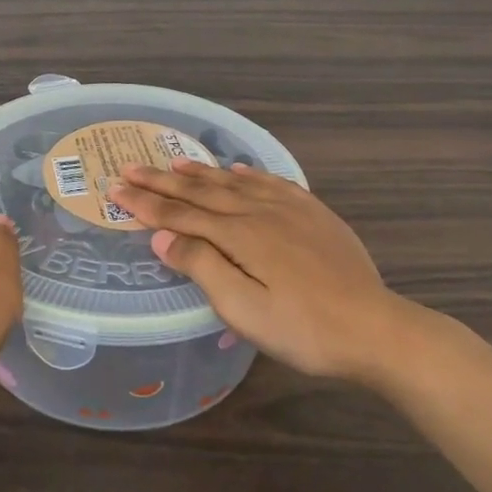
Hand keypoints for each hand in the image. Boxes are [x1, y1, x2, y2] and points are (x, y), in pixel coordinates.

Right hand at [107, 160, 439, 386]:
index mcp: (238, 236)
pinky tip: (238, 169)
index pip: (179, 214)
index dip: (145, 203)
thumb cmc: (303, 329)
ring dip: (201, 173)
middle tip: (130, 167)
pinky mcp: (314, 213)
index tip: (116, 189)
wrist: (375, 329)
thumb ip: (202, 267)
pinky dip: (247, 173)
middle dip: (162, 181)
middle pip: (201, 192)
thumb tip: (161, 237)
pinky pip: (271, 182)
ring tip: (175, 162)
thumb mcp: (243, 309)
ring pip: (234, 182)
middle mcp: (259, 212)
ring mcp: (289, 209)